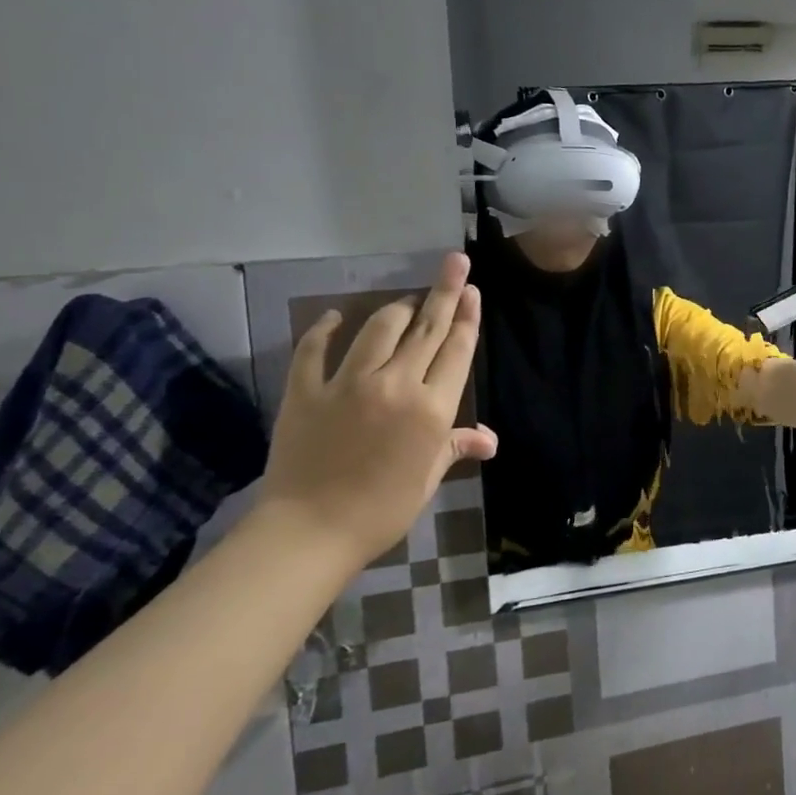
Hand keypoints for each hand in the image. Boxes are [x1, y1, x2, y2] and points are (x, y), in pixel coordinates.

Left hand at [259, 252, 496, 571]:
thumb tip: (489, 440)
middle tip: (454, 262)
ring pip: (379, 328)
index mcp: (433, 408)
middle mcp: (396, 385)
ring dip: (398, 308)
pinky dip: (326, 329)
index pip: (456, 349)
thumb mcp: (427, 478)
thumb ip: (455, 446)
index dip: (466, 316)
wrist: (309, 532)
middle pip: (427, 328)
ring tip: (407, 301)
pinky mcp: (307, 390)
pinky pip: (316, 348)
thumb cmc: (381, 509)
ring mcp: (349, 384)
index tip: (471, 290)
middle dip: (444, 292)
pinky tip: (334, 317)